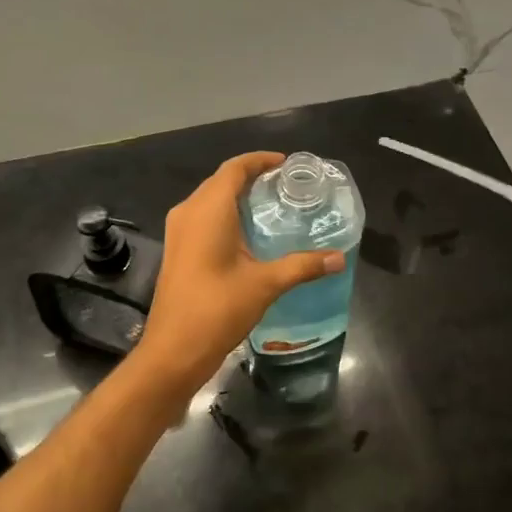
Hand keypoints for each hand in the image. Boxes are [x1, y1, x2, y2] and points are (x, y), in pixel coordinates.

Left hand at [130, 152, 344, 397]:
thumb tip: (339, 258)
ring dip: (237, 196)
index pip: (234, 168)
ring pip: (210, 199)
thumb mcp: (265, 284)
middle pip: (221, 180)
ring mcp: (178, 231)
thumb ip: (302, 266)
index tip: (286, 163)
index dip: (259, 160)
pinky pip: (202, 216)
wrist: (172, 351)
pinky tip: (247, 233)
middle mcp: (189, 211)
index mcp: (208, 209)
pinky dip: (225, 213)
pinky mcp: (177, 249)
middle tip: (284, 185)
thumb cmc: (217, 309)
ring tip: (270, 204)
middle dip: (251, 177)